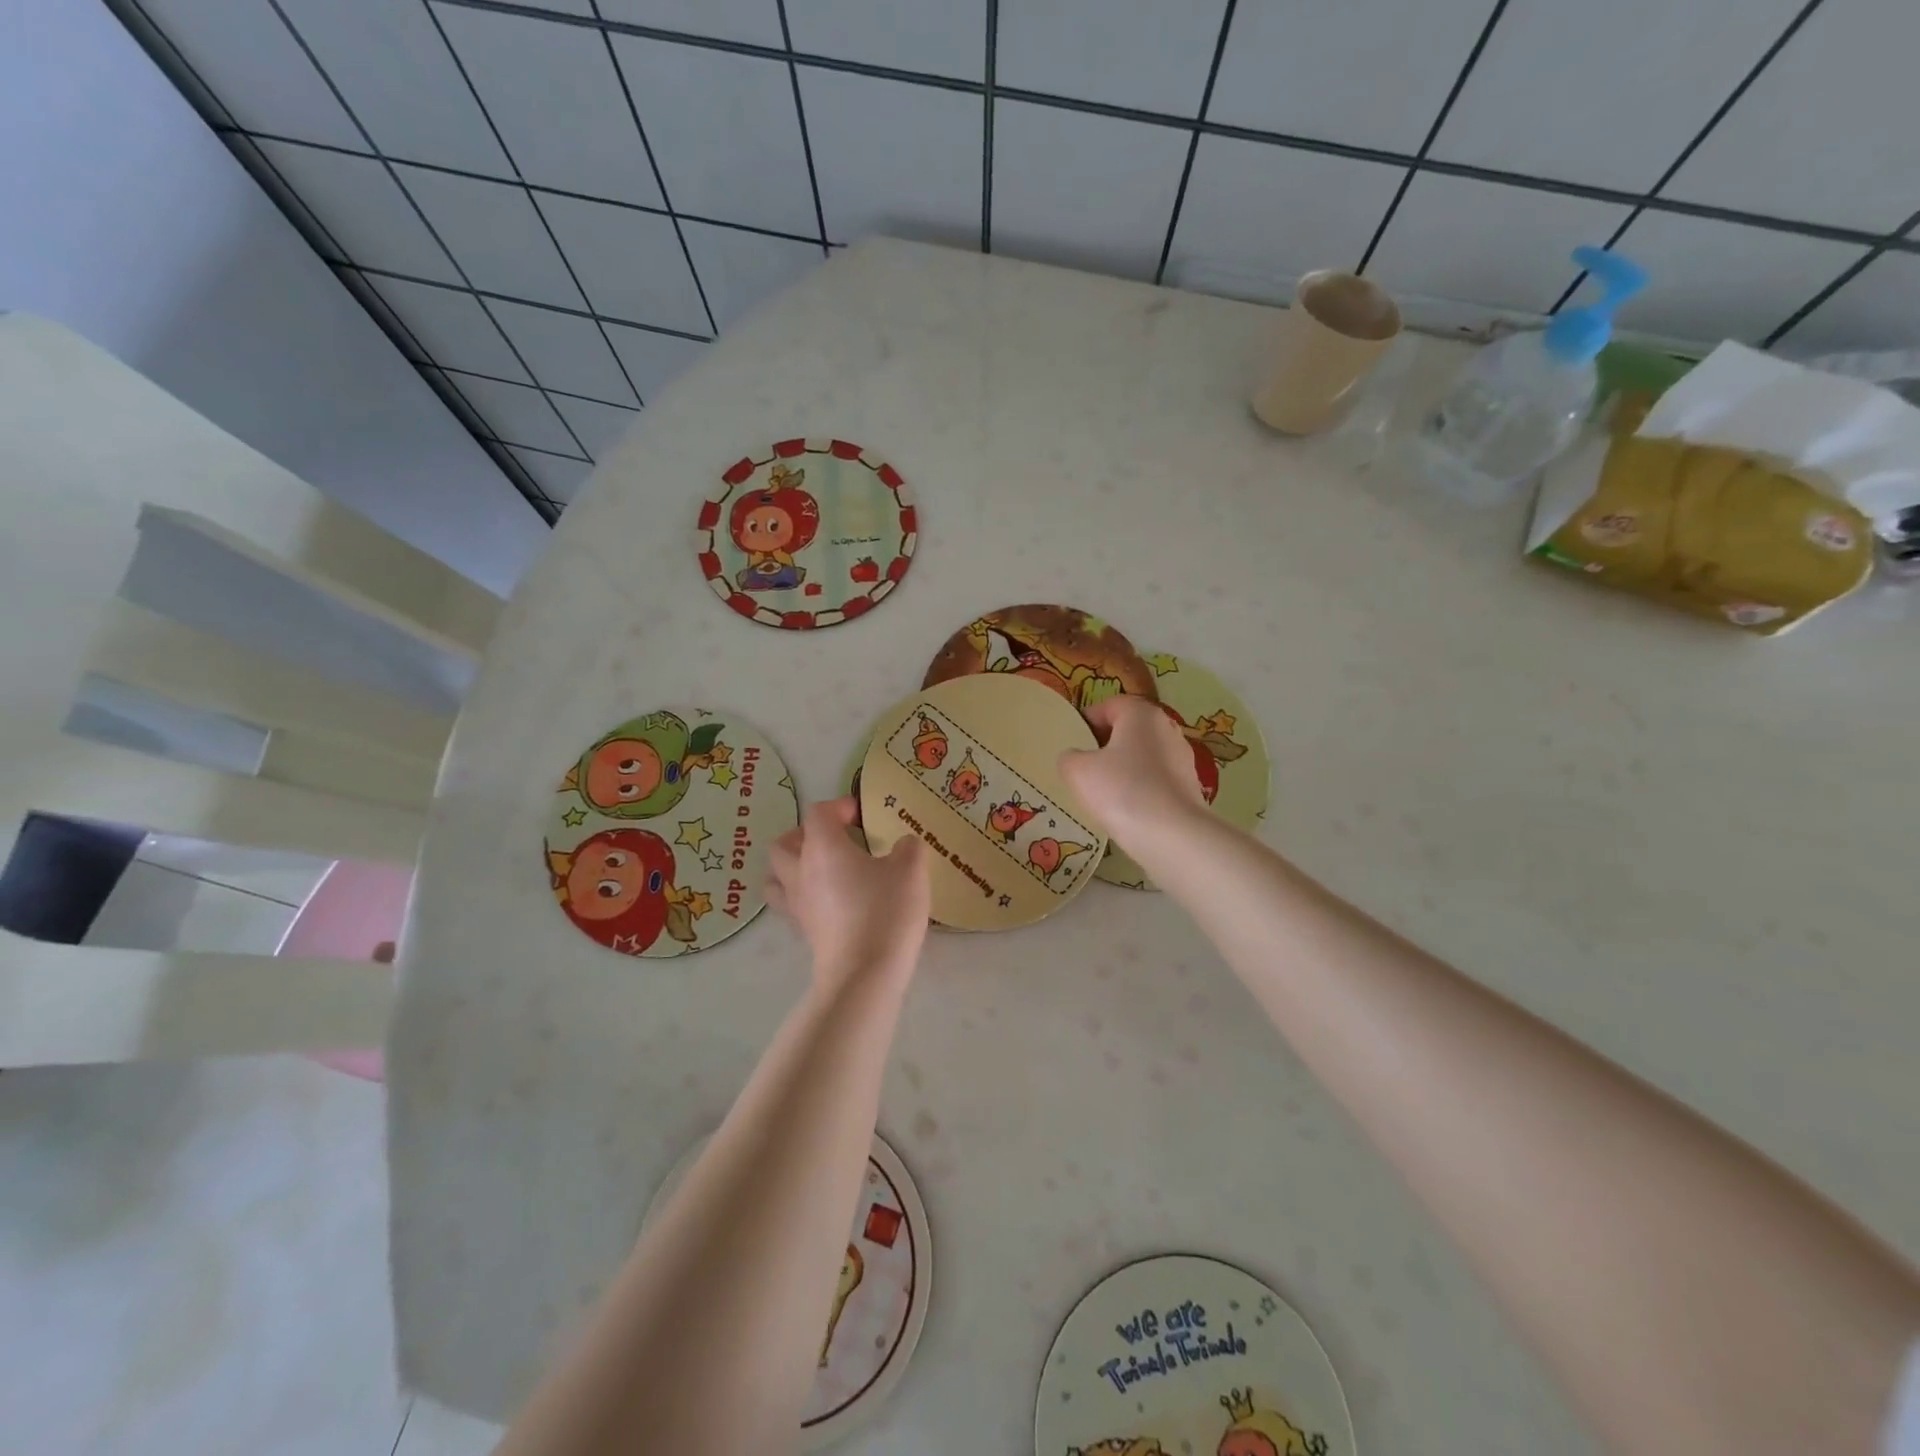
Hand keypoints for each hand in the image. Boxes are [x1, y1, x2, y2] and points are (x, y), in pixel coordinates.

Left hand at [768, 797, 929, 984]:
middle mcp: (801, 871)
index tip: (862, 817)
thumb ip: (908, 848)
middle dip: (806, 835)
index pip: (818, 813)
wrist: (864, 973)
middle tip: (836, 840)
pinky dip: (803, 896)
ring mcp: (796, 904)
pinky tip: (830, 902)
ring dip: (794, 866)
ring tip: (824, 870)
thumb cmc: (886, 911)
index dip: (838, 807)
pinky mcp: (802, 931)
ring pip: (777, 876)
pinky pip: (790, 904)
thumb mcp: (911, 871)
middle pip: (784, 843)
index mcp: (823, 847)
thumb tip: (903, 844)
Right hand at [1059, 695, 1207, 845]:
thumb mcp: (1078, 771)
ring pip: (1143, 755)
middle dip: (1106, 745)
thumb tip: (1075, 757)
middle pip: (1129, 730)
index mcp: (1141, 714)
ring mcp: (1183, 757)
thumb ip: (1069, 757)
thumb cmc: (1121, 791)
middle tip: (1085, 768)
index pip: (1109, 706)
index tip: (1073, 744)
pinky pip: (1156, 779)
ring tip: (1105, 793)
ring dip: (1124, 768)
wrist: (1172, 835)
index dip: (1087, 722)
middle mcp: (1167, 728)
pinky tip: (1128, 810)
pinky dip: (1141, 788)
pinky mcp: (1190, 786)